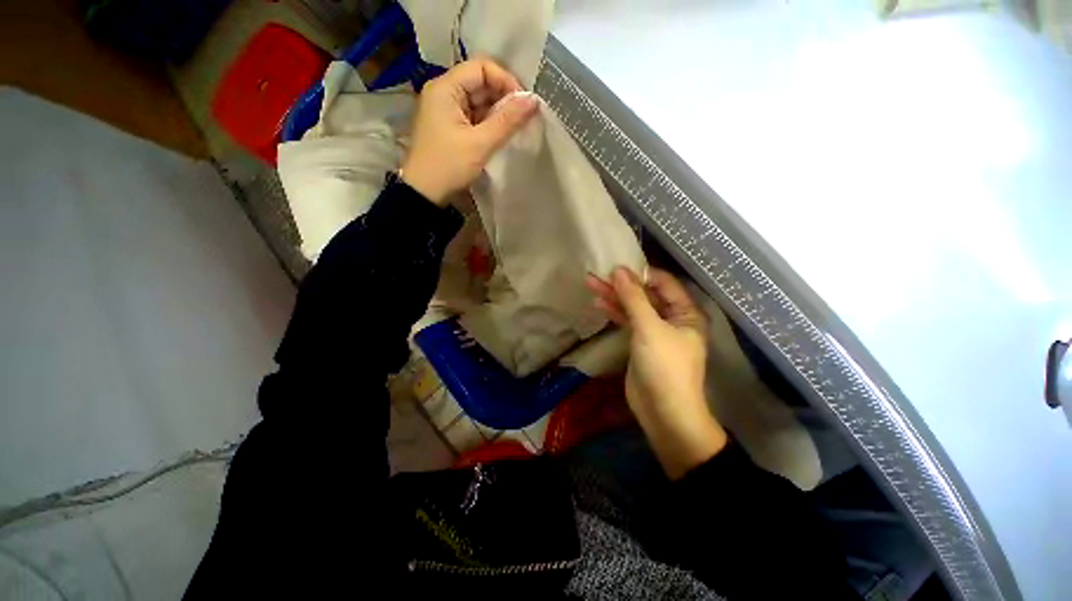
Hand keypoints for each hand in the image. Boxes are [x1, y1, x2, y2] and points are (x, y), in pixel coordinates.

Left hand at [401, 58, 539, 204]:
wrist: (424, 193)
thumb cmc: (449, 166)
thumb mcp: (480, 144)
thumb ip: (508, 121)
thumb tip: (534, 101)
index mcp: (445, 88)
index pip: (481, 67)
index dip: (506, 81)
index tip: (523, 104)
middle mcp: (444, 92)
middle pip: (480, 82)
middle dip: (504, 98)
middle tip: (523, 119)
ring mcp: (445, 110)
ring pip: (478, 101)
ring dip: (498, 112)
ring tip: (514, 128)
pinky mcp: (449, 126)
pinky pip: (473, 116)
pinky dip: (488, 123)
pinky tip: (500, 134)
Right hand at [587, 267, 727, 479]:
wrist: (663, 412)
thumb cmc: (664, 366)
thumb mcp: (649, 328)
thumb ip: (633, 298)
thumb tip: (619, 270)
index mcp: (685, 312)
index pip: (664, 283)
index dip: (641, 273)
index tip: (618, 266)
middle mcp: (672, 318)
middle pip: (645, 295)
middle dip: (622, 285)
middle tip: (597, 274)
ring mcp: (655, 331)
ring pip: (633, 308)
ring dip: (614, 297)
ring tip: (591, 283)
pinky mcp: (640, 343)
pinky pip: (628, 322)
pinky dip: (614, 312)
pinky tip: (598, 303)